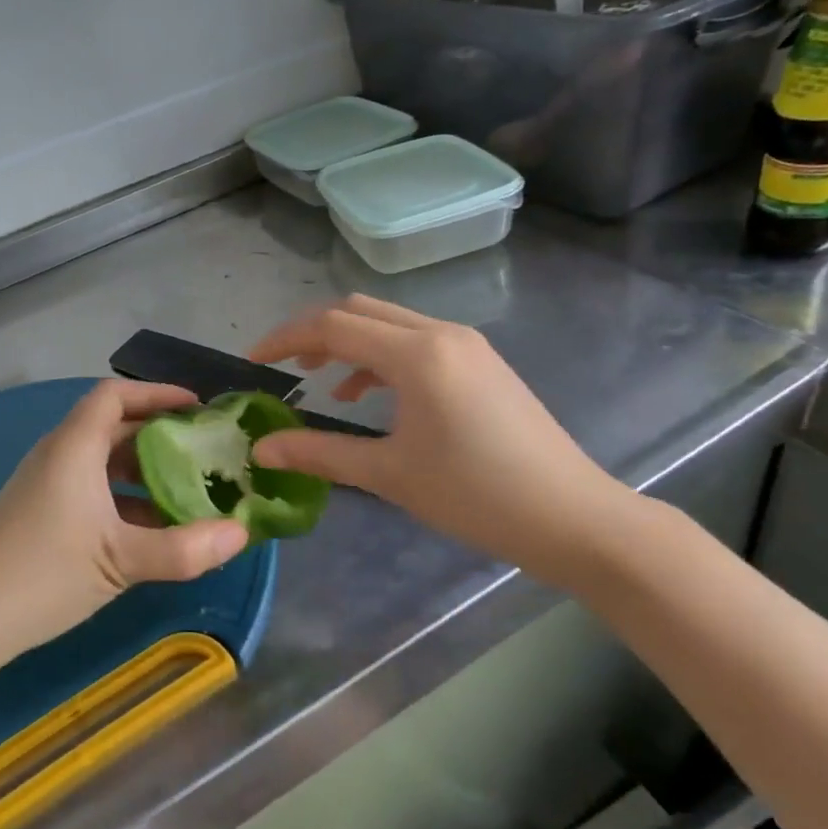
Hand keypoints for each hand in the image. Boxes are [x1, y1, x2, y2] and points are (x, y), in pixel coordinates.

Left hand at [0, 379, 250, 669]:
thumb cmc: (43, 574)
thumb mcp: (121, 560)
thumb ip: (185, 549)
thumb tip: (243, 533)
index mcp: (74, 448)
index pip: (115, 395)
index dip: (156, 393)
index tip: (197, 407)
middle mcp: (59, 457)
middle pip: (114, 427)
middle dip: (160, 436)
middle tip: (204, 452)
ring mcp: (46, 488)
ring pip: (104, 464)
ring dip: (145, 472)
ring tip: (188, 492)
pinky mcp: (41, 517)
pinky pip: (92, 492)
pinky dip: (125, 500)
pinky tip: (152, 531)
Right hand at [248, 295, 636, 589]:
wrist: (573, 517)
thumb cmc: (477, 496)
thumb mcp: (390, 475)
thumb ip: (320, 454)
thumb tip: (262, 449)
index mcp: (416, 354)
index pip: (333, 326)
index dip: (285, 338)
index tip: (253, 361)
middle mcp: (440, 333)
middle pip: (359, 311)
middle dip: (314, 333)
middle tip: (284, 366)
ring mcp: (466, 344)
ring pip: (389, 323)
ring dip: (349, 343)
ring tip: (320, 380)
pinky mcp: (481, 362)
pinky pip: (416, 342)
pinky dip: (381, 357)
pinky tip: (369, 395)